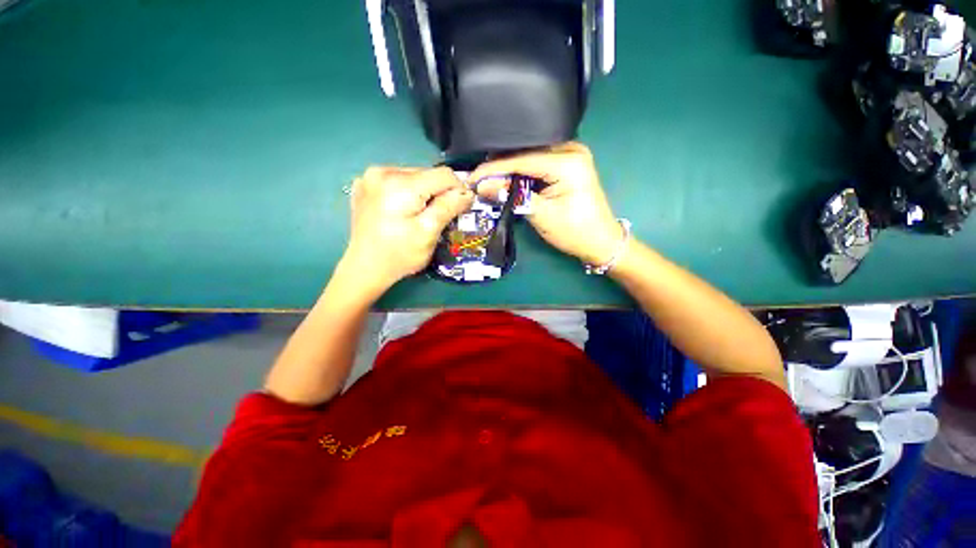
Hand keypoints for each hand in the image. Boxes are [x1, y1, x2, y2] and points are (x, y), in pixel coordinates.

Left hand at [341, 166, 473, 294]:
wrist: (364, 268)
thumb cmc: (399, 255)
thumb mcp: (429, 233)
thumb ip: (449, 207)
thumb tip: (468, 192)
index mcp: (401, 184)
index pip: (444, 174)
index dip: (458, 190)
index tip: (459, 209)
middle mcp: (383, 172)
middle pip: (427, 174)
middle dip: (438, 193)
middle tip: (436, 217)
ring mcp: (370, 177)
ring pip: (413, 176)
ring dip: (423, 193)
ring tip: (418, 216)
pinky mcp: (364, 185)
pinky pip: (396, 181)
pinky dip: (406, 193)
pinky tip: (400, 211)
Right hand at [470, 142, 622, 265]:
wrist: (601, 241)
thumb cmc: (575, 232)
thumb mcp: (542, 215)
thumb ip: (512, 196)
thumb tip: (483, 186)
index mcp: (567, 161)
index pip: (522, 160)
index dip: (494, 169)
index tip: (472, 177)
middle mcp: (570, 149)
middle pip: (526, 153)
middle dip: (500, 167)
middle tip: (478, 179)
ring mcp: (571, 154)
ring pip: (531, 156)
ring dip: (510, 169)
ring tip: (488, 179)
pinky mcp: (569, 163)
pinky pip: (539, 162)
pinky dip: (523, 171)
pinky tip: (508, 178)